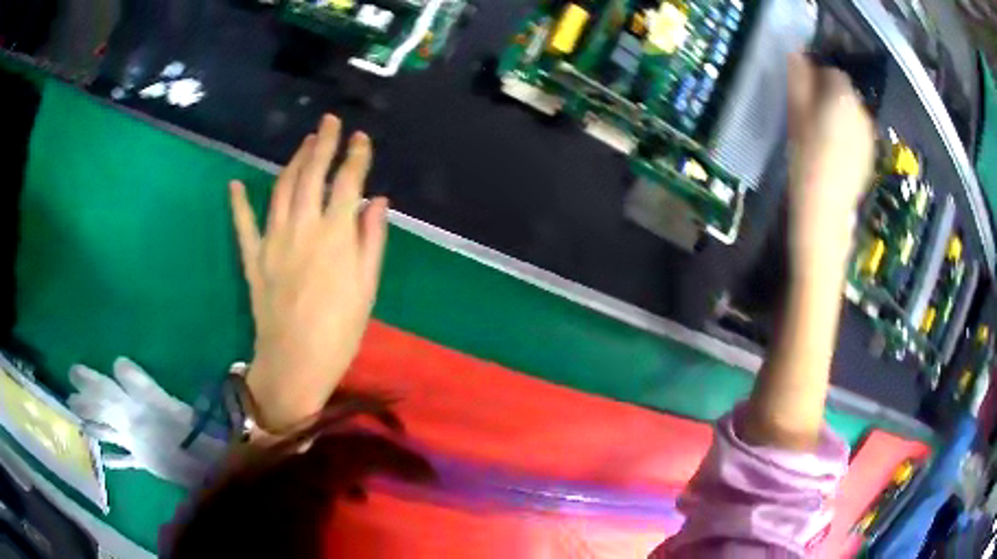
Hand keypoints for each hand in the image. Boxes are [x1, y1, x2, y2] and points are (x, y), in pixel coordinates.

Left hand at [229, 115, 388, 432]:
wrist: (295, 363)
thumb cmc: (340, 329)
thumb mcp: (367, 287)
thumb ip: (371, 239)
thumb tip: (377, 200)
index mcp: (335, 235)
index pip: (347, 182)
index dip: (356, 156)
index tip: (361, 138)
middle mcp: (302, 227)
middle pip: (311, 175)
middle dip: (322, 144)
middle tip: (328, 122)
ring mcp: (273, 240)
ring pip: (282, 189)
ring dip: (293, 162)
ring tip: (304, 143)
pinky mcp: (253, 258)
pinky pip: (243, 225)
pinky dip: (238, 204)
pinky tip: (234, 185)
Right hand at [786, 53, 875, 274]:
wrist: (825, 212)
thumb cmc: (806, 160)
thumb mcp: (796, 114)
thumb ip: (799, 80)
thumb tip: (798, 55)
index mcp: (844, 97)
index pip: (832, 72)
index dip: (817, 78)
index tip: (803, 93)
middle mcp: (862, 112)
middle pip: (845, 92)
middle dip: (829, 96)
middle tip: (810, 117)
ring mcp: (869, 136)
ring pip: (852, 113)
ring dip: (838, 115)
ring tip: (822, 137)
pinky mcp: (870, 156)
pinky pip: (858, 133)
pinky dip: (847, 135)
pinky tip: (835, 153)